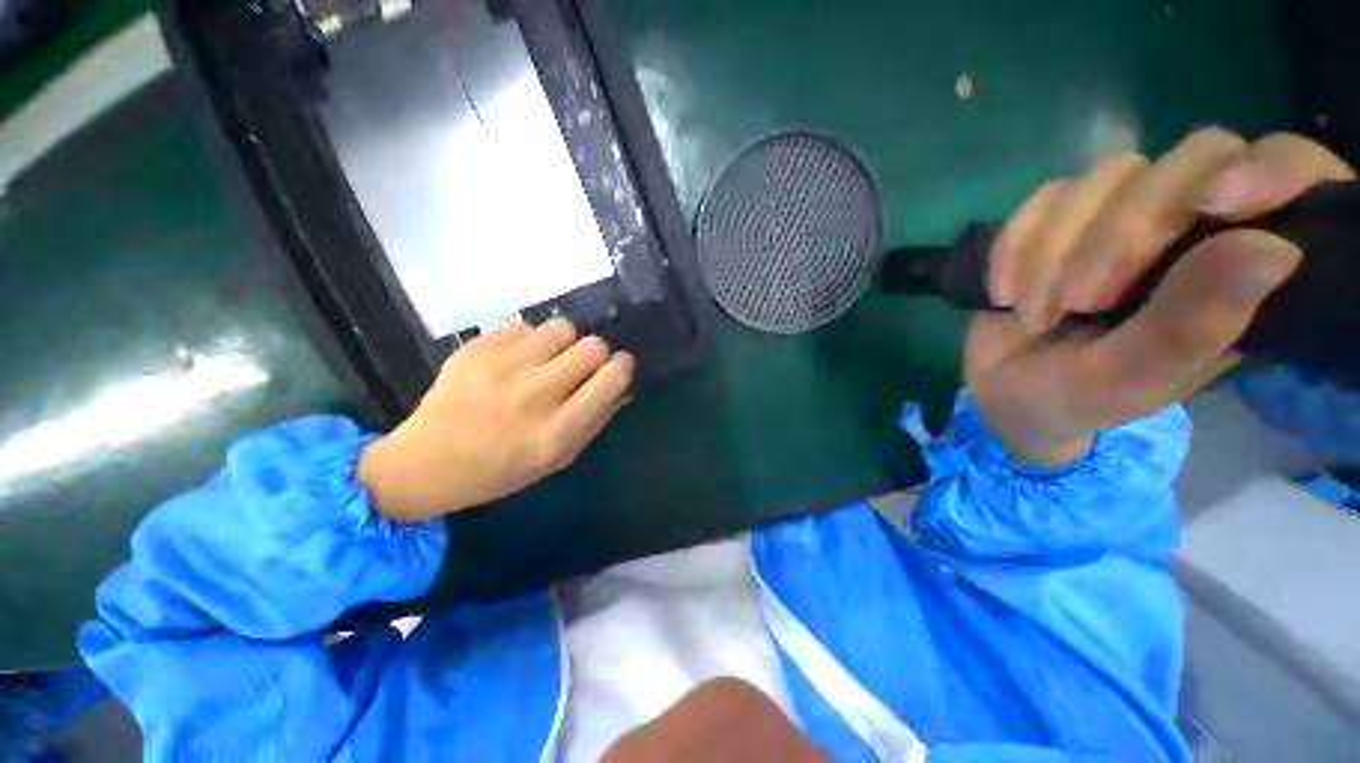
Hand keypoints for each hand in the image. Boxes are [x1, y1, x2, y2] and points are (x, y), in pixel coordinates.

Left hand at [357, 319, 634, 521]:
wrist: (425, 463)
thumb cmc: (500, 470)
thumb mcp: (558, 459)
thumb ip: (596, 421)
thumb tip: (622, 386)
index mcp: (557, 430)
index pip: (612, 377)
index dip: (623, 365)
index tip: (619, 364)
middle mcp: (534, 394)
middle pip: (592, 346)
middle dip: (596, 352)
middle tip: (582, 363)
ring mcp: (501, 367)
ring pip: (561, 327)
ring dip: (565, 341)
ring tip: (550, 357)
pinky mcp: (475, 349)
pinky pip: (524, 326)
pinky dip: (529, 340)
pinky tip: (516, 359)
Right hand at [970, 130, 1353, 464]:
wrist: (1000, 392)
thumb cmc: (1074, 398)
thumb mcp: (1130, 380)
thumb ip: (1191, 326)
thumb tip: (1273, 248)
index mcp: (1242, 274)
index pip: (1291, 174)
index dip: (1268, 170)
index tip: (1216, 203)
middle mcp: (1196, 227)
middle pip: (1196, 159)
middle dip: (1130, 229)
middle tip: (1083, 302)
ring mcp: (1124, 214)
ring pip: (1112, 174)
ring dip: (1058, 249)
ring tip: (1035, 314)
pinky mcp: (1063, 216)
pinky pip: (1045, 198)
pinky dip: (1017, 244)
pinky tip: (1005, 290)